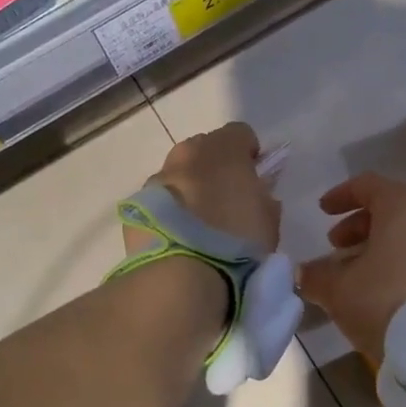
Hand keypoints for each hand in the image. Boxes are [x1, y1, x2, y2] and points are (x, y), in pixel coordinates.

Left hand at [129, 122, 278, 255]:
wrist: (181, 274)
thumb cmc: (235, 242)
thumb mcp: (268, 220)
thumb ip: (262, 196)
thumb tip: (255, 192)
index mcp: (223, 149)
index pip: (240, 133)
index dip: (249, 152)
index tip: (254, 176)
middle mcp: (187, 153)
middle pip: (205, 148)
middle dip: (216, 166)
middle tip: (226, 199)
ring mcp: (158, 177)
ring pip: (179, 172)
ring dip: (190, 187)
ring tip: (199, 223)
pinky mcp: (137, 204)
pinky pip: (160, 198)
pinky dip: (170, 208)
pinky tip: (178, 235)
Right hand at [298, 173, 405, 362]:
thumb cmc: (390, 301)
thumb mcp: (340, 291)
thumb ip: (317, 276)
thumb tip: (304, 272)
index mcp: (403, 205)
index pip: (367, 184)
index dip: (341, 195)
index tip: (323, 211)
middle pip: (393, 208)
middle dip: (361, 225)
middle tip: (338, 247)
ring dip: (385, 246)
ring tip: (364, 274)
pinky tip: (394, 291)